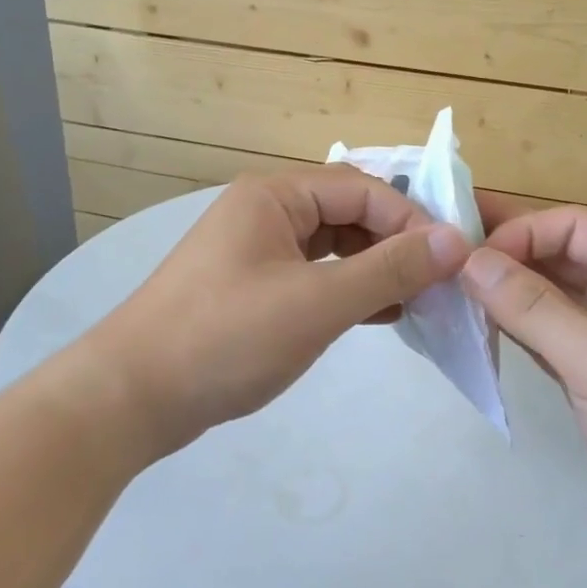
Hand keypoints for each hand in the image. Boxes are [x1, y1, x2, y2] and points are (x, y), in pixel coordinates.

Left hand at [82, 167, 469, 459]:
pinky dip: (349, 290)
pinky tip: (380, 315)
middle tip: (439, 282)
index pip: (362, 189)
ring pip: (334, 246)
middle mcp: (266, 212)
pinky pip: (316, 275)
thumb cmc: (226, 338)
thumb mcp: (317, 303)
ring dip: (376, 268)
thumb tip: (455, 241)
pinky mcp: (254, 288)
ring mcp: (257, 251)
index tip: (452, 260)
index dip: (412, 219)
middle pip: (349, 212)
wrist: (131, 398)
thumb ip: (389, 269)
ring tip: (417, 301)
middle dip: (396, 244)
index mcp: (275, 196)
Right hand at [461, 199, 586, 587]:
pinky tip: (480, 330)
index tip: (469, 259)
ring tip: (450, 290)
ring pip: (553, 298)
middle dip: (508, 255)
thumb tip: (471, 261)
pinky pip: (552, 338)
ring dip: (507, 293)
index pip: (574, 226)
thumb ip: (534, 307)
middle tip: (443, 256)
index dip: (521, 232)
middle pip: (562, 256)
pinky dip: (518, 331)